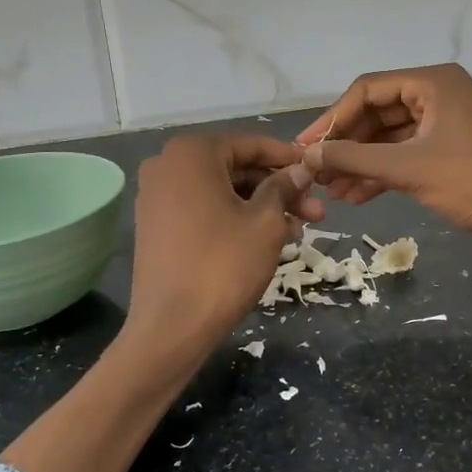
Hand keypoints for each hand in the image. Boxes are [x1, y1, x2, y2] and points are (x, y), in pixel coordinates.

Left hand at [124, 132, 313, 351]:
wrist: (171, 326)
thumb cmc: (223, 265)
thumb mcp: (265, 222)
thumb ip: (283, 187)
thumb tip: (299, 170)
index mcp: (191, 153)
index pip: (251, 144)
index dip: (288, 158)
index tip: (316, 172)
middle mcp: (167, 165)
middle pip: (235, 169)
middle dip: (278, 189)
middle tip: (315, 212)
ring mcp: (156, 197)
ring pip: (221, 192)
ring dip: (260, 207)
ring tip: (297, 231)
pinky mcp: (155, 226)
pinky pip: (203, 210)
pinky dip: (234, 219)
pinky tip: (265, 240)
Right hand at [298, 64, 471, 252]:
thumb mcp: (407, 169)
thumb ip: (353, 159)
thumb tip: (306, 156)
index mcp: (433, 82)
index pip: (367, 90)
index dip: (332, 119)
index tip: (306, 148)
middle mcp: (440, 95)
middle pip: (378, 113)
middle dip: (346, 145)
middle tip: (316, 173)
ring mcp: (447, 124)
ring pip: (391, 138)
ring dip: (361, 163)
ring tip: (332, 191)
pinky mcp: (452, 151)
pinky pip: (407, 155)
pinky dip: (383, 173)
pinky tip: (357, 196)